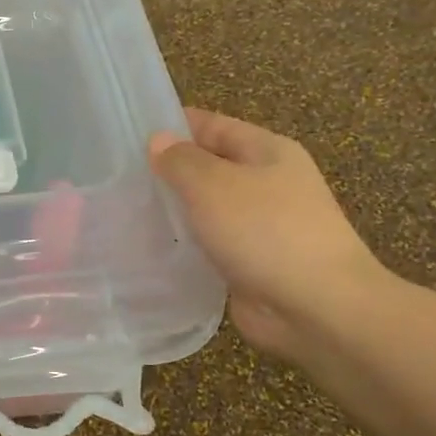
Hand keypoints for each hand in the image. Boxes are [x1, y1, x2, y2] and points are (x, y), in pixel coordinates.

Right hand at [149, 108, 390, 359]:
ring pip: (206, 208)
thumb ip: (181, 160)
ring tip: (125, 213)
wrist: (318, 309)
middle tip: (117, 178)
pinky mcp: (250, 263)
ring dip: (174, 211)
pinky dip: (185, 245)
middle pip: (208, 166)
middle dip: (168, 171)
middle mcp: (267, 183)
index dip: (172, 126)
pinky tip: (151, 248)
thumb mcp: (214, 184)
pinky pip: (210, 244)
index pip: (212, 126)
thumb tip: (158, 140)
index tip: (126, 135)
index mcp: (267, 151)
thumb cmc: (266, 232)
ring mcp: (261, 226)